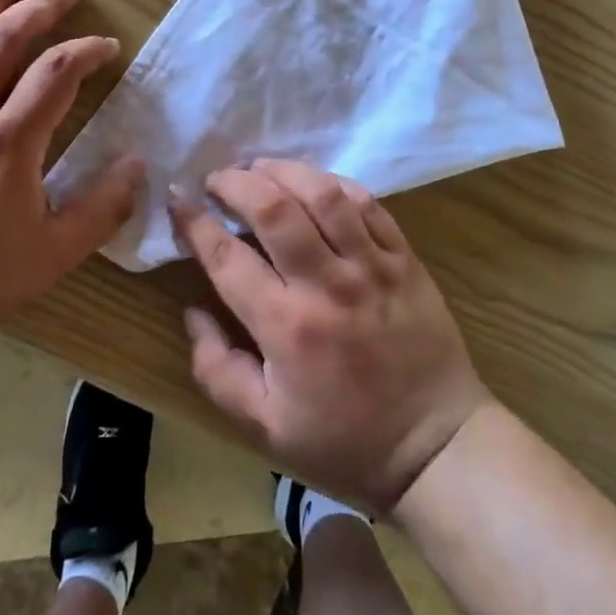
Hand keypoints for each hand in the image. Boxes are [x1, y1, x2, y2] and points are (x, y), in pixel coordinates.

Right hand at [175, 160, 490, 513]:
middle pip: (274, 208)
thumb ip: (217, 370)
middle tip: (218, 179)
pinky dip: (335, 184)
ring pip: (323, 194)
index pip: (227, 257)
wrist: (436, 447)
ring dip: (284, 171)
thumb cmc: (344, 440)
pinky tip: (315, 184)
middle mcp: (327, 286)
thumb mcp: (265, 427)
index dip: (195, 221)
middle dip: (236, 182)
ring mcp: (372, 266)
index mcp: (286, 328)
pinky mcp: (404, 259)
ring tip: (261, 168)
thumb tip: (192, 311)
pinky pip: (368, 204)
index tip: (179, 198)